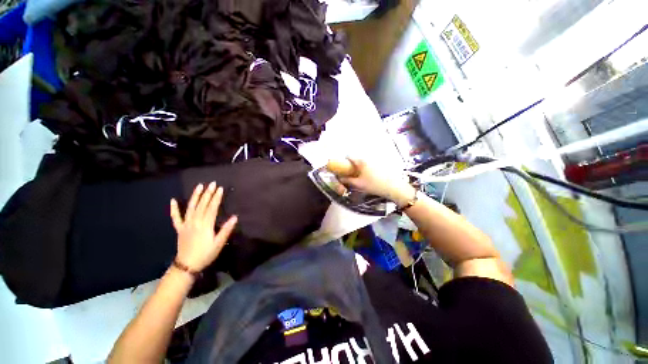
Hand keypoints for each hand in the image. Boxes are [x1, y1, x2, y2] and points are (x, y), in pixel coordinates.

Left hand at [170, 182, 237, 272]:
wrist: (187, 266)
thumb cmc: (205, 254)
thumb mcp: (219, 243)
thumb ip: (226, 229)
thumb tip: (235, 217)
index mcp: (205, 225)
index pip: (212, 208)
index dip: (216, 198)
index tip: (220, 189)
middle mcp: (195, 222)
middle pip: (202, 205)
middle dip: (208, 193)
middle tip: (212, 183)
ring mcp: (185, 224)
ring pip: (190, 208)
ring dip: (195, 196)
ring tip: (199, 186)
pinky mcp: (179, 228)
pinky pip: (175, 217)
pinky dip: (174, 209)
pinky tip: (173, 200)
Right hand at [328, 157, 415, 205]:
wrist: (393, 187)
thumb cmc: (374, 185)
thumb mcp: (358, 184)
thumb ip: (347, 181)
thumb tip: (340, 178)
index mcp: (361, 161)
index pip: (349, 156)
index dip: (343, 161)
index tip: (342, 167)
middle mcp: (368, 158)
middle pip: (356, 158)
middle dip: (351, 165)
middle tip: (350, 174)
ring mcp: (375, 161)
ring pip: (363, 161)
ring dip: (359, 167)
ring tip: (360, 176)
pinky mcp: (381, 164)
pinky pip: (370, 164)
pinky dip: (366, 168)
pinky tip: (369, 177)